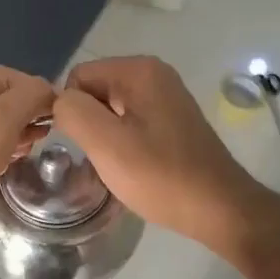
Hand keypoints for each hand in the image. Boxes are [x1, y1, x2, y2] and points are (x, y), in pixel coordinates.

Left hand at [0, 59, 55, 231]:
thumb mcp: (1, 124)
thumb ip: (32, 98)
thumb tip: (53, 93)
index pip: (35, 86)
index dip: (44, 115)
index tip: (37, 144)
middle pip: (17, 104)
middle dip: (23, 132)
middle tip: (15, 158)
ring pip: (0, 124)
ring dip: (7, 146)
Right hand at [53, 56, 263, 251]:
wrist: (219, 208)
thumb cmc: (160, 176)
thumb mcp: (106, 144)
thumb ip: (73, 112)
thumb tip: (60, 103)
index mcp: (138, 70)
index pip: (78, 77)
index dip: (72, 111)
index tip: (85, 145)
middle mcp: (154, 74)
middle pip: (94, 90)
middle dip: (88, 123)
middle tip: (102, 158)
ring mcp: (165, 96)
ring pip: (109, 109)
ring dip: (104, 136)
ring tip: (117, 165)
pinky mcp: (172, 119)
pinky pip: (129, 121)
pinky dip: (123, 142)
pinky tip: (133, 166)